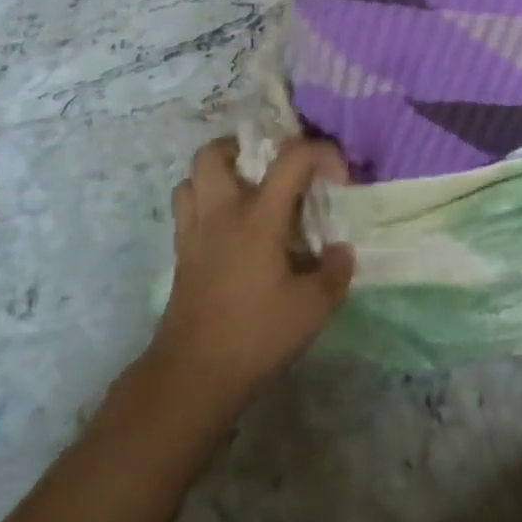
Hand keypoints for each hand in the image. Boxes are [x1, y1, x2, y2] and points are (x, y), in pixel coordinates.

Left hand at [147, 136, 354, 415]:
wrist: (194, 374)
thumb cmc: (256, 335)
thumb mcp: (313, 308)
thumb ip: (335, 272)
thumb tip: (340, 250)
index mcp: (258, 217)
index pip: (292, 158)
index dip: (322, 153)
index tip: (338, 178)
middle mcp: (221, 213)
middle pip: (215, 153)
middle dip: (244, 147)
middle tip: (270, 167)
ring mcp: (194, 232)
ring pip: (191, 177)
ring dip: (217, 173)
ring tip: (245, 191)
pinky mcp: (180, 255)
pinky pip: (185, 209)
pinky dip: (204, 203)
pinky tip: (228, 228)